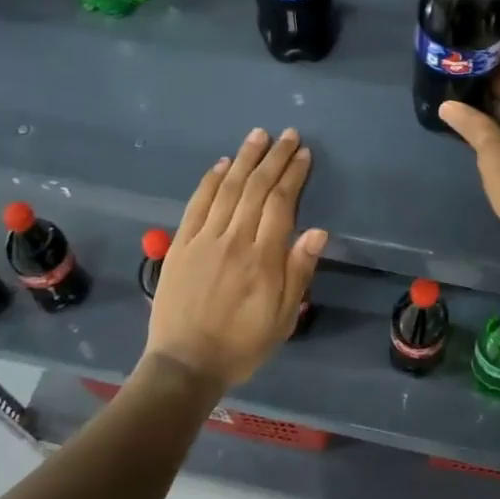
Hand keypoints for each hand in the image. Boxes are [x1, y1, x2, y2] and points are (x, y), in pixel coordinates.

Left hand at [143, 127, 327, 389]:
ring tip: (258, 136)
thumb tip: (318, 230)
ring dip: (245, 159)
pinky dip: (211, 181)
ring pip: (228, 188)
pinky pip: (197, 204)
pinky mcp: (181, 244)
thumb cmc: (243, 343)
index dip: (293, 175)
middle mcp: (234, 240)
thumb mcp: (283, 317)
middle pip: (256, 188)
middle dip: (274, 158)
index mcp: (263, 258)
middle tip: (287, 135)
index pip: (281, 203)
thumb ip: (299, 271)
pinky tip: (222, 164)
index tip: (303, 154)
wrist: (185, 363)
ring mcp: (204, 239)